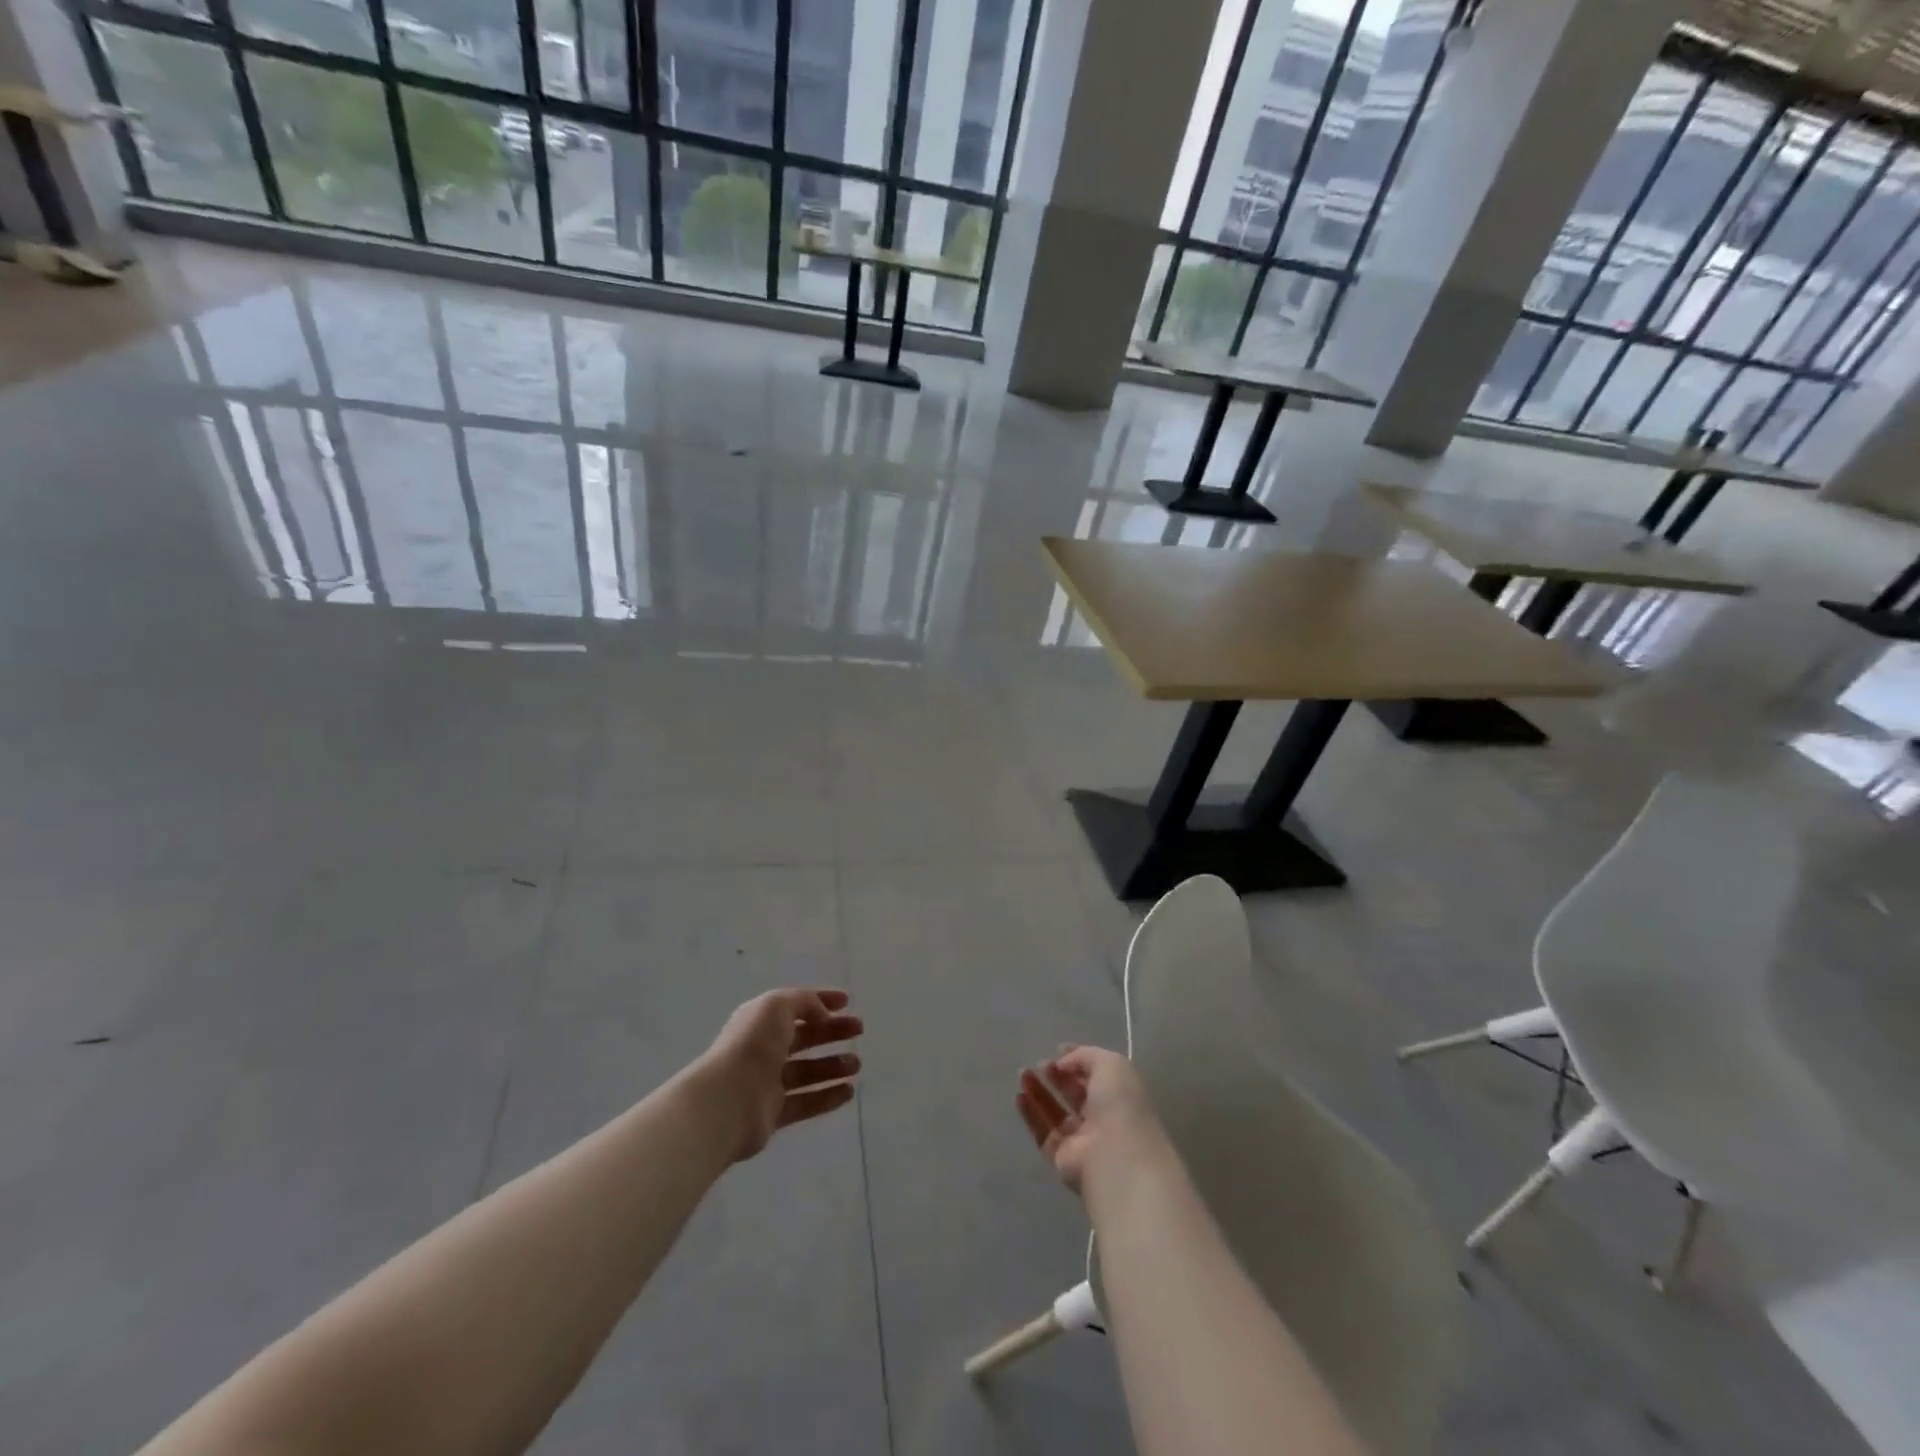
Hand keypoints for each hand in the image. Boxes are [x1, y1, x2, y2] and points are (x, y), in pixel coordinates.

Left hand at [696, 988, 862, 1162]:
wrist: (727, 1101)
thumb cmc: (752, 1045)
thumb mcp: (778, 1005)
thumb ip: (804, 1002)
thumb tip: (822, 1015)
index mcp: (761, 1020)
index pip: (796, 1006)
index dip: (821, 1001)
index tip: (847, 1002)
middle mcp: (764, 1049)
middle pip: (804, 1038)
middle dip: (832, 1032)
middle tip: (859, 1030)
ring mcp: (768, 1083)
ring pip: (807, 1071)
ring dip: (833, 1065)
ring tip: (857, 1064)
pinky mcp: (773, 1114)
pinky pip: (805, 1103)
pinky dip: (827, 1097)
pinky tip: (849, 1092)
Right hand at [1016, 1045, 1168, 1193]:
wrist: (1116, 1155)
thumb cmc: (1119, 1104)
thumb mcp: (1110, 1064)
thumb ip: (1084, 1056)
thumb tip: (1061, 1064)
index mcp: (1119, 1095)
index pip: (1096, 1075)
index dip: (1078, 1061)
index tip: (1058, 1050)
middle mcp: (1102, 1117)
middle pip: (1074, 1093)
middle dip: (1056, 1076)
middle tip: (1039, 1063)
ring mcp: (1082, 1139)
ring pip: (1056, 1112)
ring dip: (1038, 1091)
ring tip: (1022, 1074)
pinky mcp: (1062, 1158)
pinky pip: (1043, 1133)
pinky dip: (1031, 1114)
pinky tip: (1019, 1096)